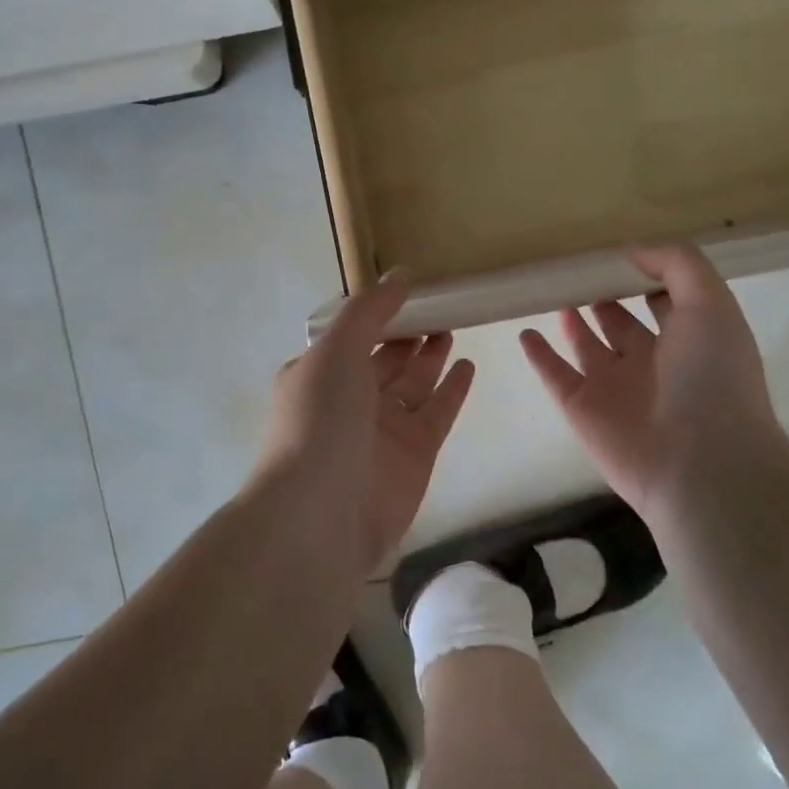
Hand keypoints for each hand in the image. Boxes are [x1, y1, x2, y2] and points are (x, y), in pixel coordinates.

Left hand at [256, 277, 475, 571]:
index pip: (352, 336)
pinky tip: (469, 366)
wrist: (323, 514)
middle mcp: (349, 401)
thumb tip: (400, 274)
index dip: (380, 313)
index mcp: (319, 374)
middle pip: (385, 359)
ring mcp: (383, 431)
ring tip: (454, 326)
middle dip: (408, 334)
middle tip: (441, 306)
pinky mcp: (414, 456)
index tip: (411, 290)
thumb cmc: (321, 421)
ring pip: (413, 385)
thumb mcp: (337, 351)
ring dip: (431, 357)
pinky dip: (452, 390)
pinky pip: (436, 414)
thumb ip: (369, 311)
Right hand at [520, 246, 785, 520]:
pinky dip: (539, 356)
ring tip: (554, 294)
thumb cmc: (712, 377)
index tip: (619, 254)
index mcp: (690, 340)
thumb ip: (677, 265)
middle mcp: (653, 363)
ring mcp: (615, 388)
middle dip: (606, 299)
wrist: (699, 463)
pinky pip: (555, 375)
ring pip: (587, 347)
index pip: (666, 302)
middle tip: (579, 272)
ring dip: (573, 323)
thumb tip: (633, 251)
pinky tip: (525, 334)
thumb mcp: (710, 303)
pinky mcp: (582, 409)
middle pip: (623, 324)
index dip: (647, 278)